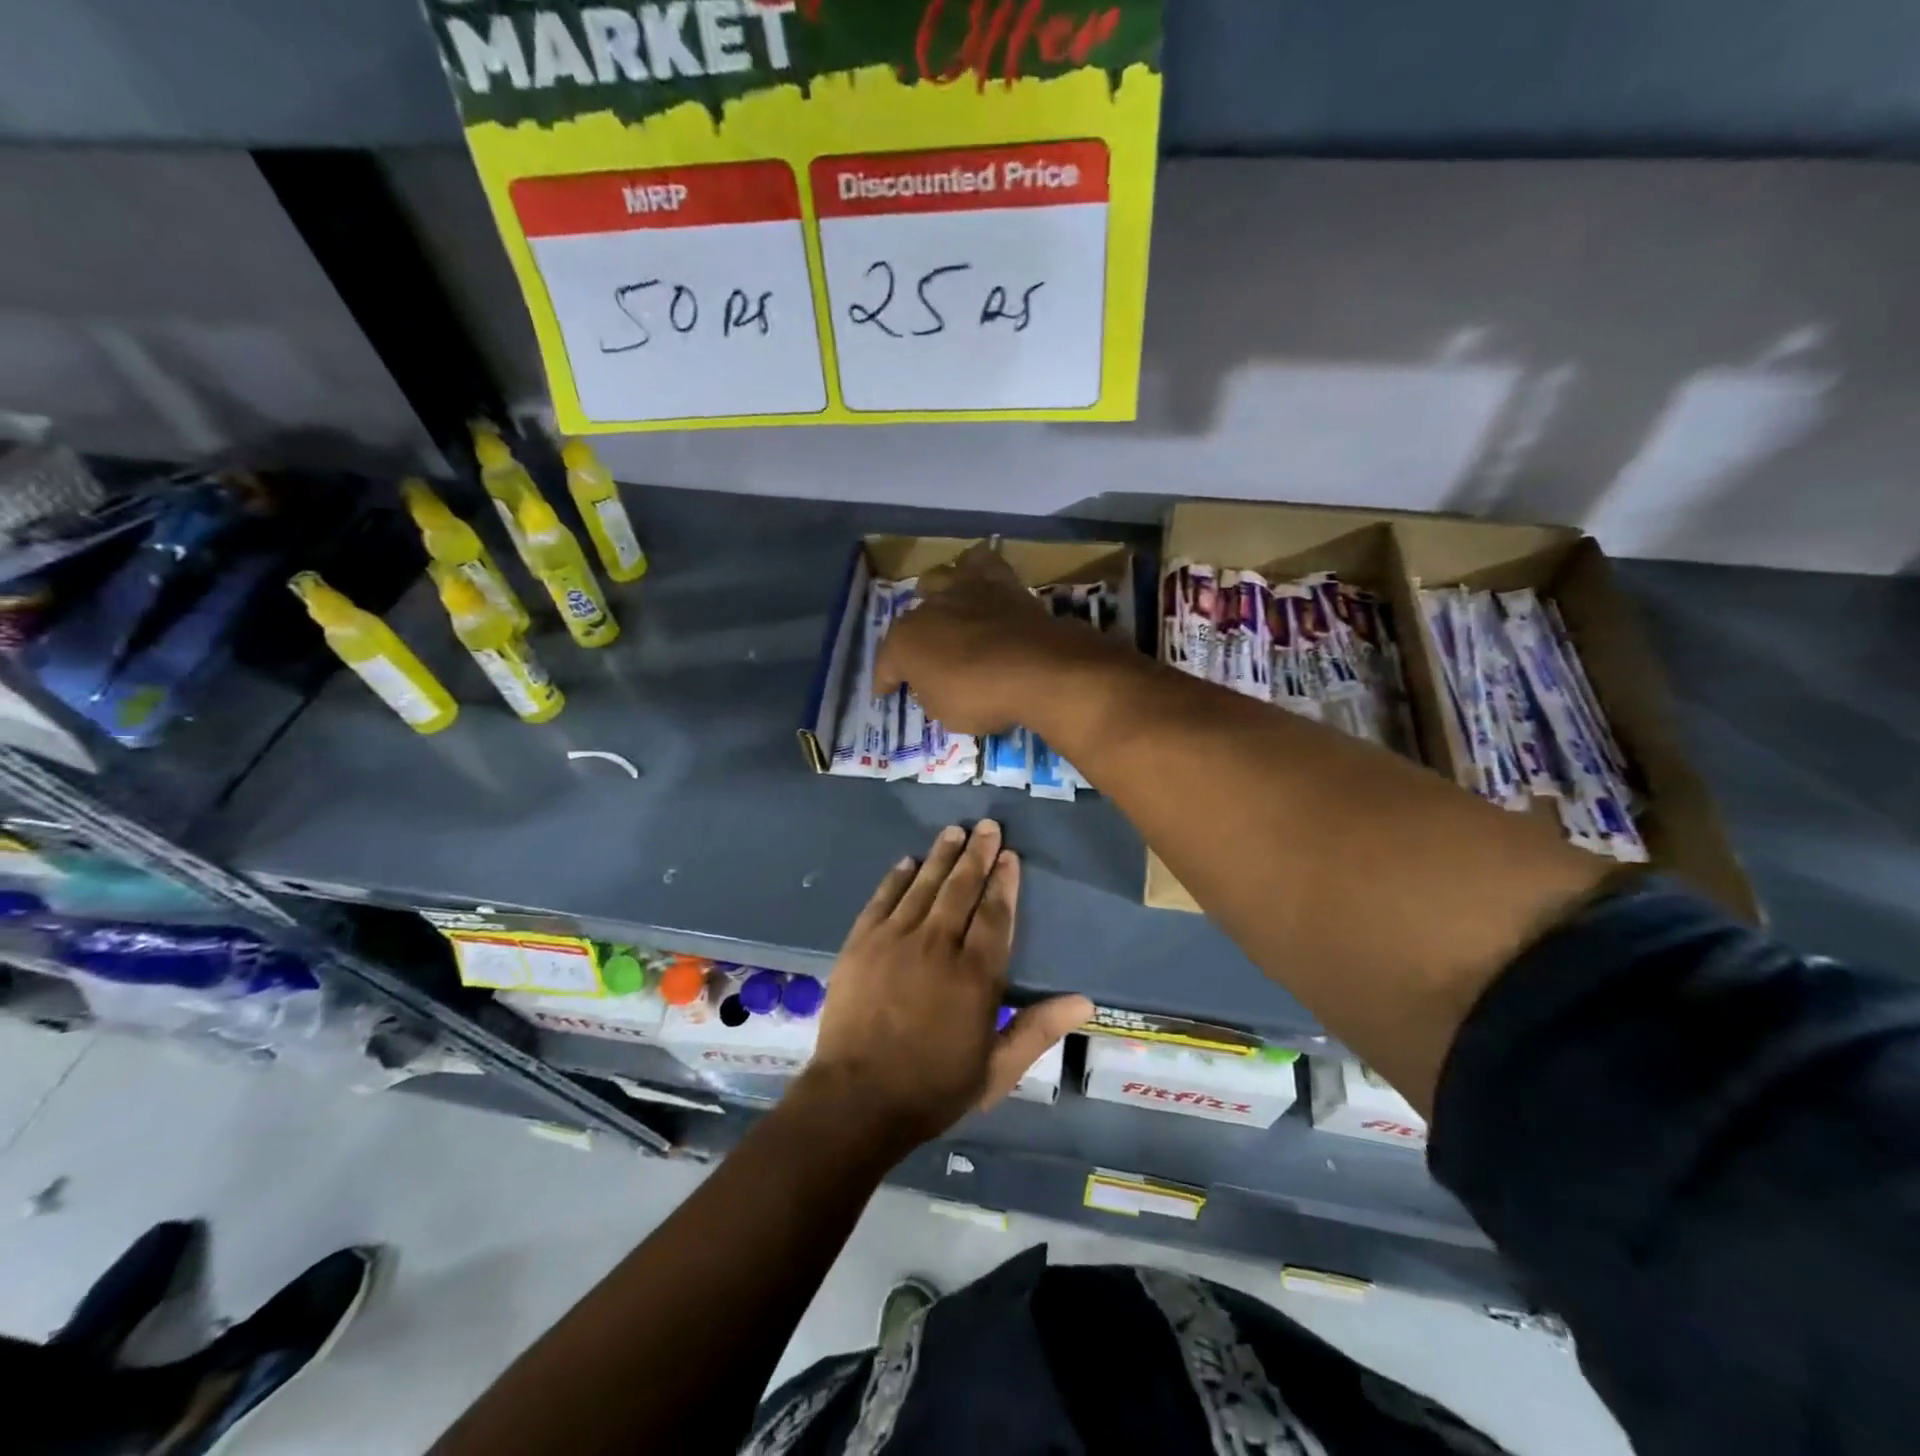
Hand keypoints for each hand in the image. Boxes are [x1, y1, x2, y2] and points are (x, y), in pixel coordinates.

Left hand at [803, 820, 1092, 1152]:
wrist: (857, 1100)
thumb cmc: (933, 1088)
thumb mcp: (997, 1070)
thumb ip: (1038, 1029)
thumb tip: (1085, 1001)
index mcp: (976, 974)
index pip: (995, 914)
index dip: (1004, 881)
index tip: (1009, 856)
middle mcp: (938, 945)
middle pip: (961, 888)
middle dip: (977, 855)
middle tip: (987, 827)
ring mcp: (895, 940)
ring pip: (924, 885)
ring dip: (941, 855)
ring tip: (954, 831)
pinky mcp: (861, 943)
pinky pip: (883, 899)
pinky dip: (897, 878)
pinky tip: (907, 862)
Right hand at [874, 543, 1105, 735]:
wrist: (1036, 668)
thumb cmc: (981, 697)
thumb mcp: (946, 713)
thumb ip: (932, 694)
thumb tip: (933, 685)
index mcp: (904, 642)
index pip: (886, 664)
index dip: (885, 680)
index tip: (885, 692)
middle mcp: (927, 608)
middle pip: (912, 620)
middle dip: (914, 638)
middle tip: (926, 656)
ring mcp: (963, 589)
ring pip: (938, 579)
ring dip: (937, 595)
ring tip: (945, 611)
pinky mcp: (1000, 581)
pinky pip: (982, 563)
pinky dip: (977, 570)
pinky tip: (980, 581)